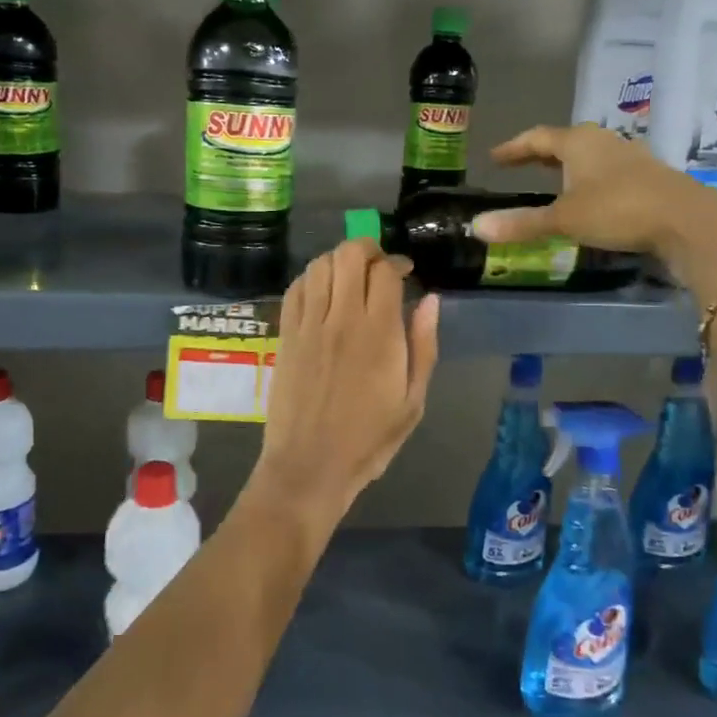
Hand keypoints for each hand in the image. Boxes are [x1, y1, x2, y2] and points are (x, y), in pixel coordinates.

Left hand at [255, 238, 440, 521]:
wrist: (310, 466)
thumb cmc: (370, 439)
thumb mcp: (413, 400)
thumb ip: (424, 345)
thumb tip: (430, 299)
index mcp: (380, 334)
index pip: (385, 272)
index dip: (397, 263)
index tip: (404, 274)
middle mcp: (342, 319)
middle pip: (349, 255)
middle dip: (367, 250)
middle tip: (377, 267)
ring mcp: (309, 325)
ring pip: (319, 265)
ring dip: (338, 261)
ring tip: (349, 277)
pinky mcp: (286, 335)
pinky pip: (295, 289)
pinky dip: (310, 279)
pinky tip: (322, 292)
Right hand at [467, 124, 716, 296]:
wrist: (688, 221)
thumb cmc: (618, 210)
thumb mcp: (564, 219)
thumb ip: (522, 224)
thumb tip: (476, 226)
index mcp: (578, 142)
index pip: (537, 138)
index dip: (513, 148)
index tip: (494, 157)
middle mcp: (603, 142)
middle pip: (564, 142)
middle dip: (540, 154)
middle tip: (518, 167)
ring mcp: (630, 157)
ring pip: (589, 156)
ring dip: (568, 167)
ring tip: (552, 181)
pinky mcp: (649, 177)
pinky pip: (608, 172)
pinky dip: (589, 181)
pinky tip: (590, 198)